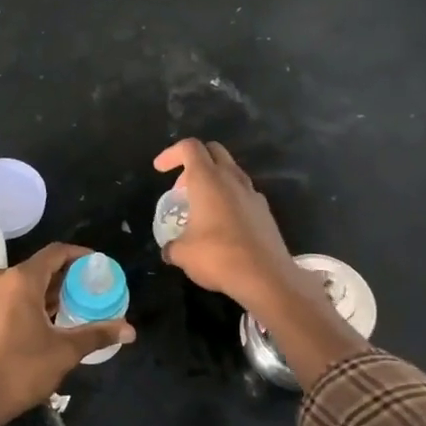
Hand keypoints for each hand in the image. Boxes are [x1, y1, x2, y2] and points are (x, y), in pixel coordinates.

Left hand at [0, 244, 133, 425]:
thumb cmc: (20, 370)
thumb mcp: (64, 351)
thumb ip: (97, 334)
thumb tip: (130, 330)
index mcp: (21, 280)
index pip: (56, 253)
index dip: (80, 256)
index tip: (99, 267)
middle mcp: (0, 279)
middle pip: (40, 267)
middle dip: (66, 277)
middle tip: (91, 292)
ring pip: (23, 283)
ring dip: (48, 292)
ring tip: (73, 308)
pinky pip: (9, 297)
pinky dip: (30, 302)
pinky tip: (46, 322)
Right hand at [155, 138, 369, 388]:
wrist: (266, 276)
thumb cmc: (218, 257)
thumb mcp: (183, 254)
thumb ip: (172, 246)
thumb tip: (169, 250)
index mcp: (208, 180)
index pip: (189, 148)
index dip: (171, 154)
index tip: (159, 170)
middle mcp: (232, 179)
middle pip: (213, 152)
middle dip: (194, 162)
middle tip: (181, 188)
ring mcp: (252, 193)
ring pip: (231, 172)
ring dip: (213, 181)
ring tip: (201, 207)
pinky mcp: (264, 211)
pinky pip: (243, 193)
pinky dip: (229, 198)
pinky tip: (222, 224)